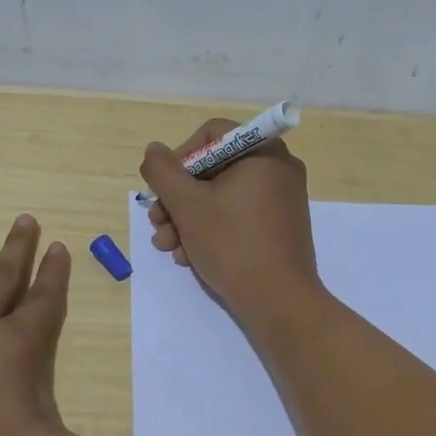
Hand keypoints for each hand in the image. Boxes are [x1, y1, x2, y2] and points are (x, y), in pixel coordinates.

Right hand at [140, 118, 319, 316]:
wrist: (278, 301)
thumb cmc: (232, 243)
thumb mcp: (187, 204)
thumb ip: (163, 171)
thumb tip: (154, 151)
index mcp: (263, 152)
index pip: (212, 134)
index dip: (180, 158)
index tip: (162, 188)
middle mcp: (278, 169)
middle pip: (214, 169)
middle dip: (178, 198)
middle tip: (157, 222)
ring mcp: (281, 200)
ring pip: (222, 197)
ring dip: (187, 219)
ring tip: (167, 246)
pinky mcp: (279, 228)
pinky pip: (238, 216)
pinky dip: (211, 231)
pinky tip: (188, 256)